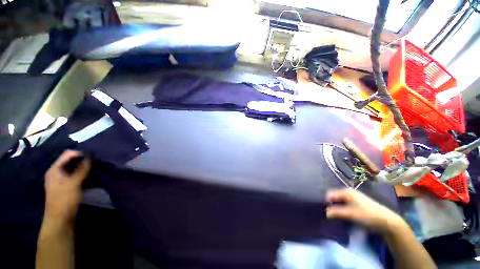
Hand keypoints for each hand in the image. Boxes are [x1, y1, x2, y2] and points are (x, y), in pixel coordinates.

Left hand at [44, 150, 90, 226]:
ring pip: (73, 168)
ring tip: (96, 168)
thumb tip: (90, 156)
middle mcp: (56, 172)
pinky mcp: (66, 186)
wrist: (60, 219)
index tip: (94, 156)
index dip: (80, 153)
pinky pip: (75, 175)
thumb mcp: (74, 184)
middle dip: (83, 160)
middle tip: (97, 161)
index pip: (67, 154)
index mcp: (55, 169)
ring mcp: (61, 180)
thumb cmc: (64, 200)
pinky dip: (83, 174)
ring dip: (84, 167)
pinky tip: (91, 176)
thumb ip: (82, 169)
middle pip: (70, 161)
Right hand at [326, 188, 406, 234]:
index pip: (330, 194)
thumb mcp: (350, 214)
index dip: (326, 202)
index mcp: (346, 191)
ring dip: (337, 207)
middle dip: (331, 204)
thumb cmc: (367, 215)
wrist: (387, 221)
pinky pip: (345, 203)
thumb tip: (325, 212)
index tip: (326, 211)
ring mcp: (353, 196)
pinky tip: (344, 214)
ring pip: (339, 200)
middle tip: (331, 214)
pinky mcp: (357, 201)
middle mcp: (348, 191)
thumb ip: (336, 212)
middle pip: (334, 196)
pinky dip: (342, 208)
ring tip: (337, 215)